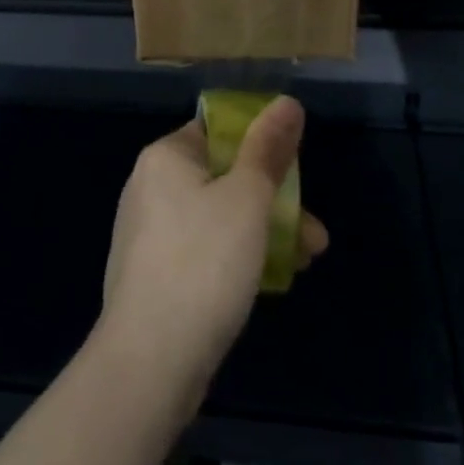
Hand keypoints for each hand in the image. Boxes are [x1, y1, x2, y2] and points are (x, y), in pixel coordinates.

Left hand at [96, 97, 328, 418]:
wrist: (149, 362)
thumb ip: (268, 150)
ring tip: (308, 258)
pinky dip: (238, 257)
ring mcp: (150, 233)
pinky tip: (272, 281)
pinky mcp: (155, 274)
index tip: (295, 170)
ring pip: (220, 217)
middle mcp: (151, 186)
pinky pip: (205, 250)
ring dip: (265, 231)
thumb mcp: (247, 199)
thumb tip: (286, 102)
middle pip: (224, 176)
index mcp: (165, 157)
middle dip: (274, 200)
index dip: (260, 144)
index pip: (217, 130)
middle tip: (314, 232)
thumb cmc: (203, 263)